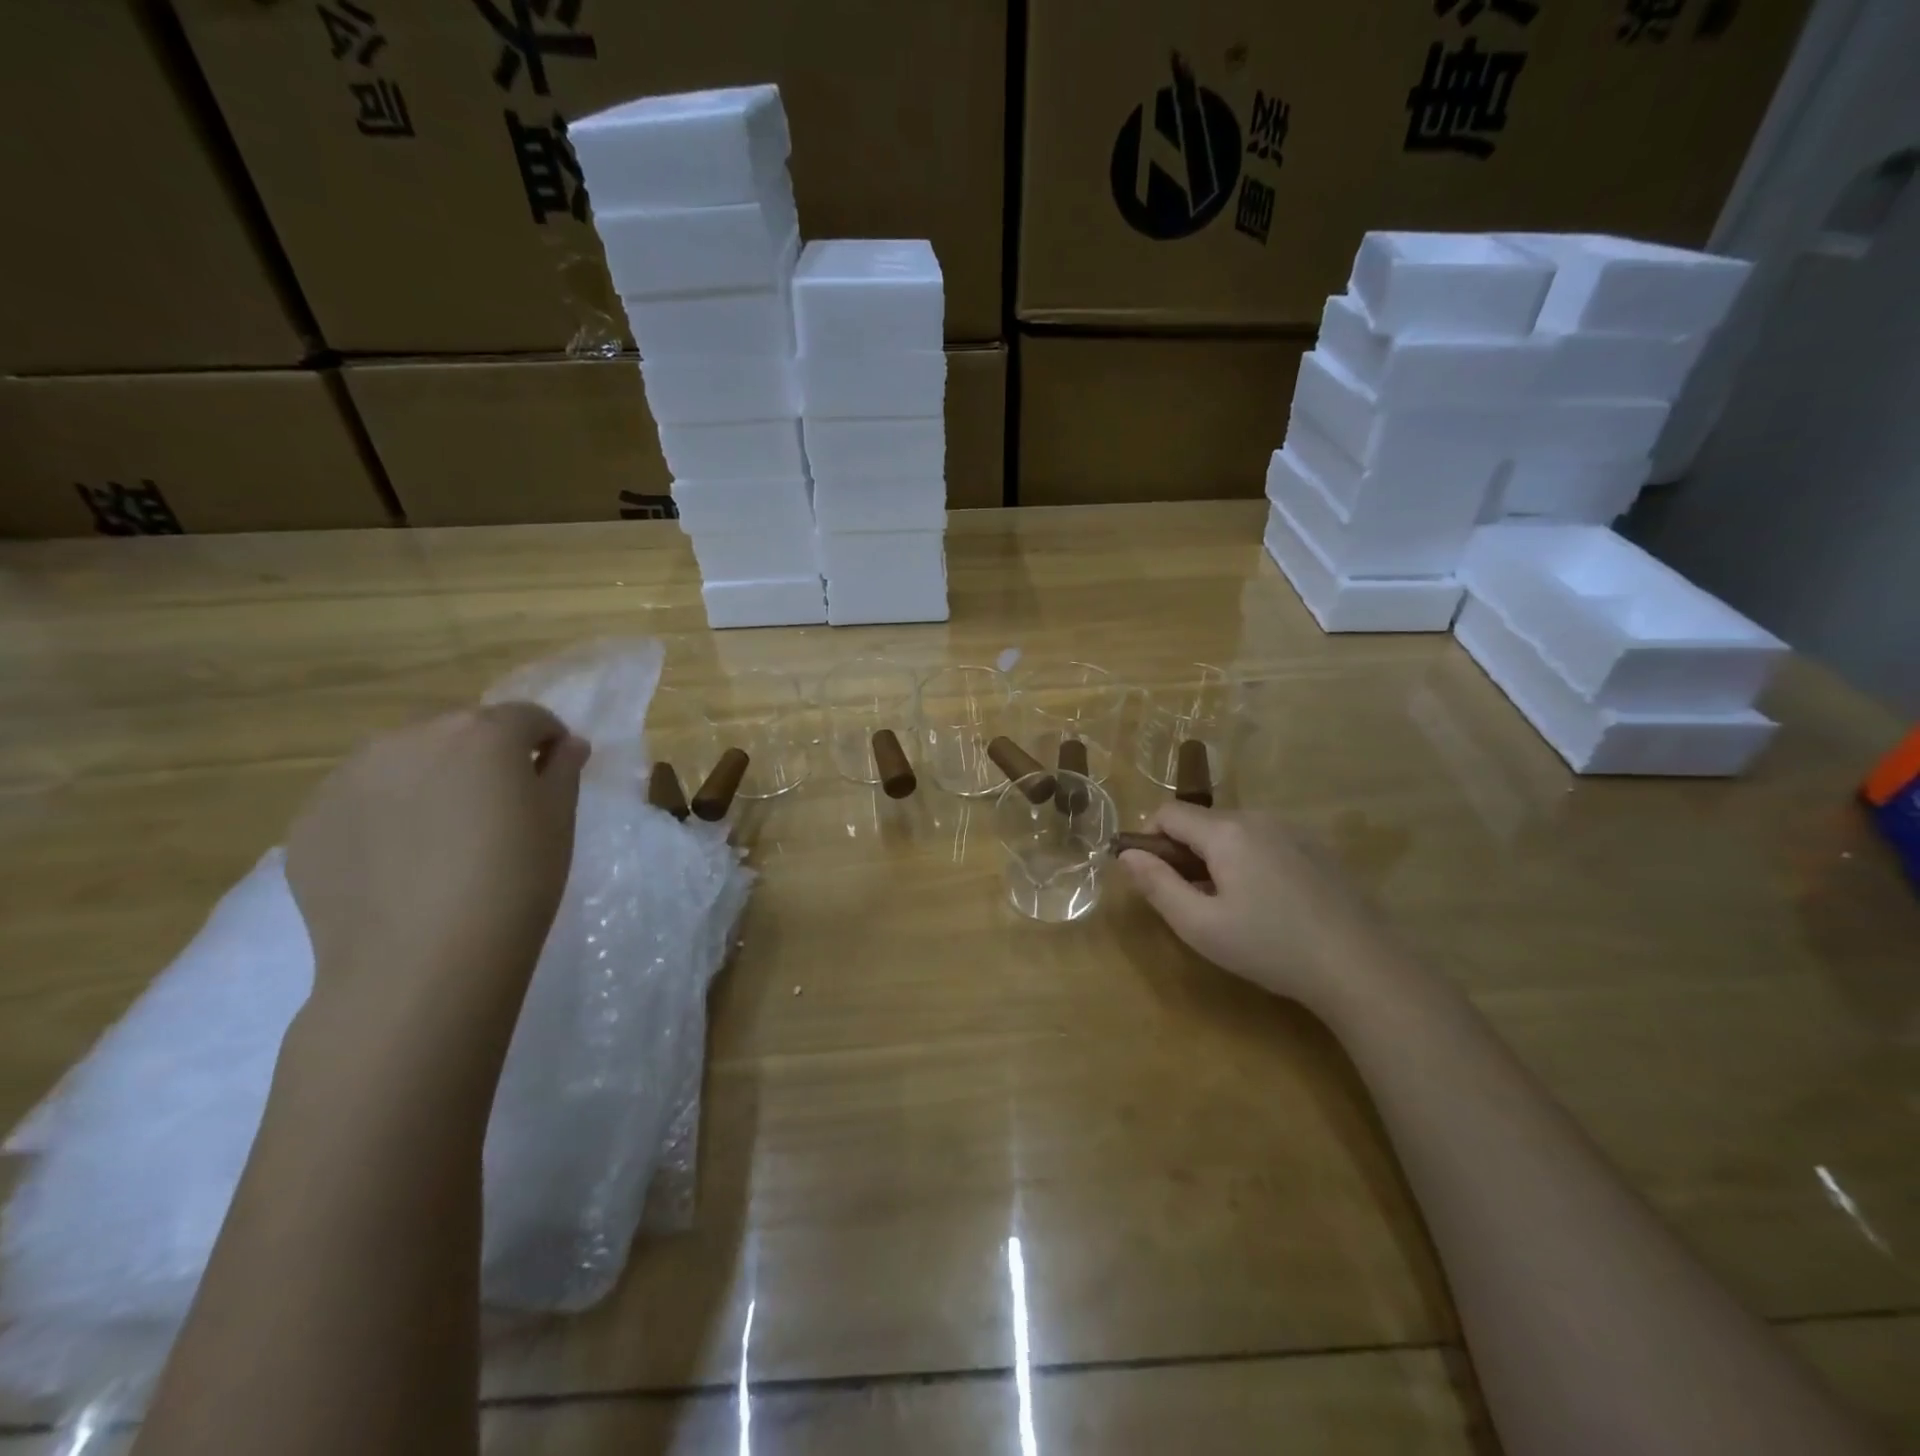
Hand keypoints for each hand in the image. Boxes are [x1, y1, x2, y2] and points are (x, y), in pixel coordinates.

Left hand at [286, 704, 588, 1015]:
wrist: (422, 963)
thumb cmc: (515, 883)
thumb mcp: (559, 822)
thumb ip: (563, 770)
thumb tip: (566, 744)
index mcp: (484, 733)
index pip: (527, 717)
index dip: (546, 742)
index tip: (553, 774)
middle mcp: (412, 737)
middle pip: (461, 731)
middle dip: (485, 757)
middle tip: (499, 810)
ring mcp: (351, 776)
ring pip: (405, 760)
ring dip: (431, 780)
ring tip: (443, 837)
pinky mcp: (311, 819)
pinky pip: (362, 799)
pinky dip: (386, 814)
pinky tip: (400, 863)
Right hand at [1119, 804, 1388, 1006]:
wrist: (1360, 966)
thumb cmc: (1270, 947)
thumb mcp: (1199, 926)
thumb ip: (1157, 885)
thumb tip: (1126, 855)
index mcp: (1225, 832)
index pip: (1168, 813)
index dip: (1149, 840)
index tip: (1155, 879)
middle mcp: (1258, 818)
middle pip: (1201, 821)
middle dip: (1184, 852)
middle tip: (1193, 901)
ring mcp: (1292, 830)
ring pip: (1234, 832)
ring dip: (1218, 857)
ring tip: (1232, 906)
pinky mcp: (1317, 848)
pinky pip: (1265, 841)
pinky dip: (1250, 861)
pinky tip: (1269, 904)